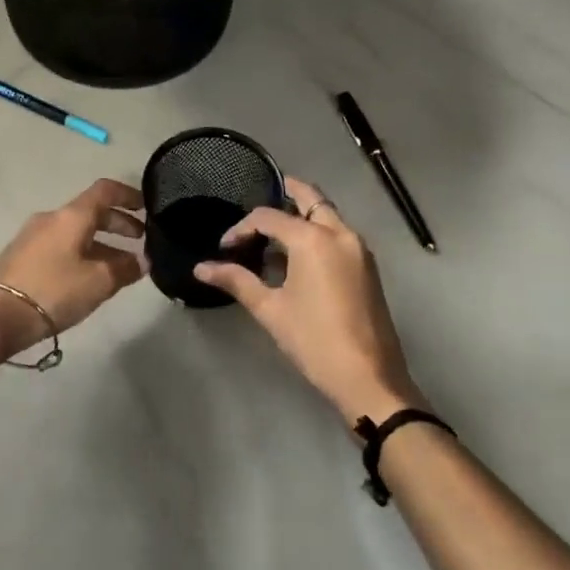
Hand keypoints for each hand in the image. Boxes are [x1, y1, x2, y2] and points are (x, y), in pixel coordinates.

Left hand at [0, 179, 146, 355]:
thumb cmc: (54, 291)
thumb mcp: (98, 282)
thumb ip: (126, 268)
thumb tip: (143, 260)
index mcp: (72, 216)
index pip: (105, 190)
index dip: (129, 195)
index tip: (147, 208)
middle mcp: (52, 218)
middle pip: (91, 211)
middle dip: (118, 223)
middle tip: (140, 240)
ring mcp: (33, 236)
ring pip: (76, 231)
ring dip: (101, 241)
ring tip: (120, 264)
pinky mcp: (22, 255)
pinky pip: (61, 245)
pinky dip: (82, 251)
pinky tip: (89, 275)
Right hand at [195, 176, 428, 426]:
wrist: (368, 376)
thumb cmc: (314, 340)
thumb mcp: (270, 310)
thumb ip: (237, 281)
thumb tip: (201, 268)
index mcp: (314, 239)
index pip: (269, 217)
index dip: (242, 228)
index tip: (225, 248)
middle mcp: (340, 233)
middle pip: (311, 199)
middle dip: (287, 193)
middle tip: (261, 196)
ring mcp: (358, 249)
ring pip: (327, 215)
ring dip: (303, 215)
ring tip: (272, 232)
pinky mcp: (367, 267)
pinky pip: (338, 234)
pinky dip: (317, 232)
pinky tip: (296, 256)